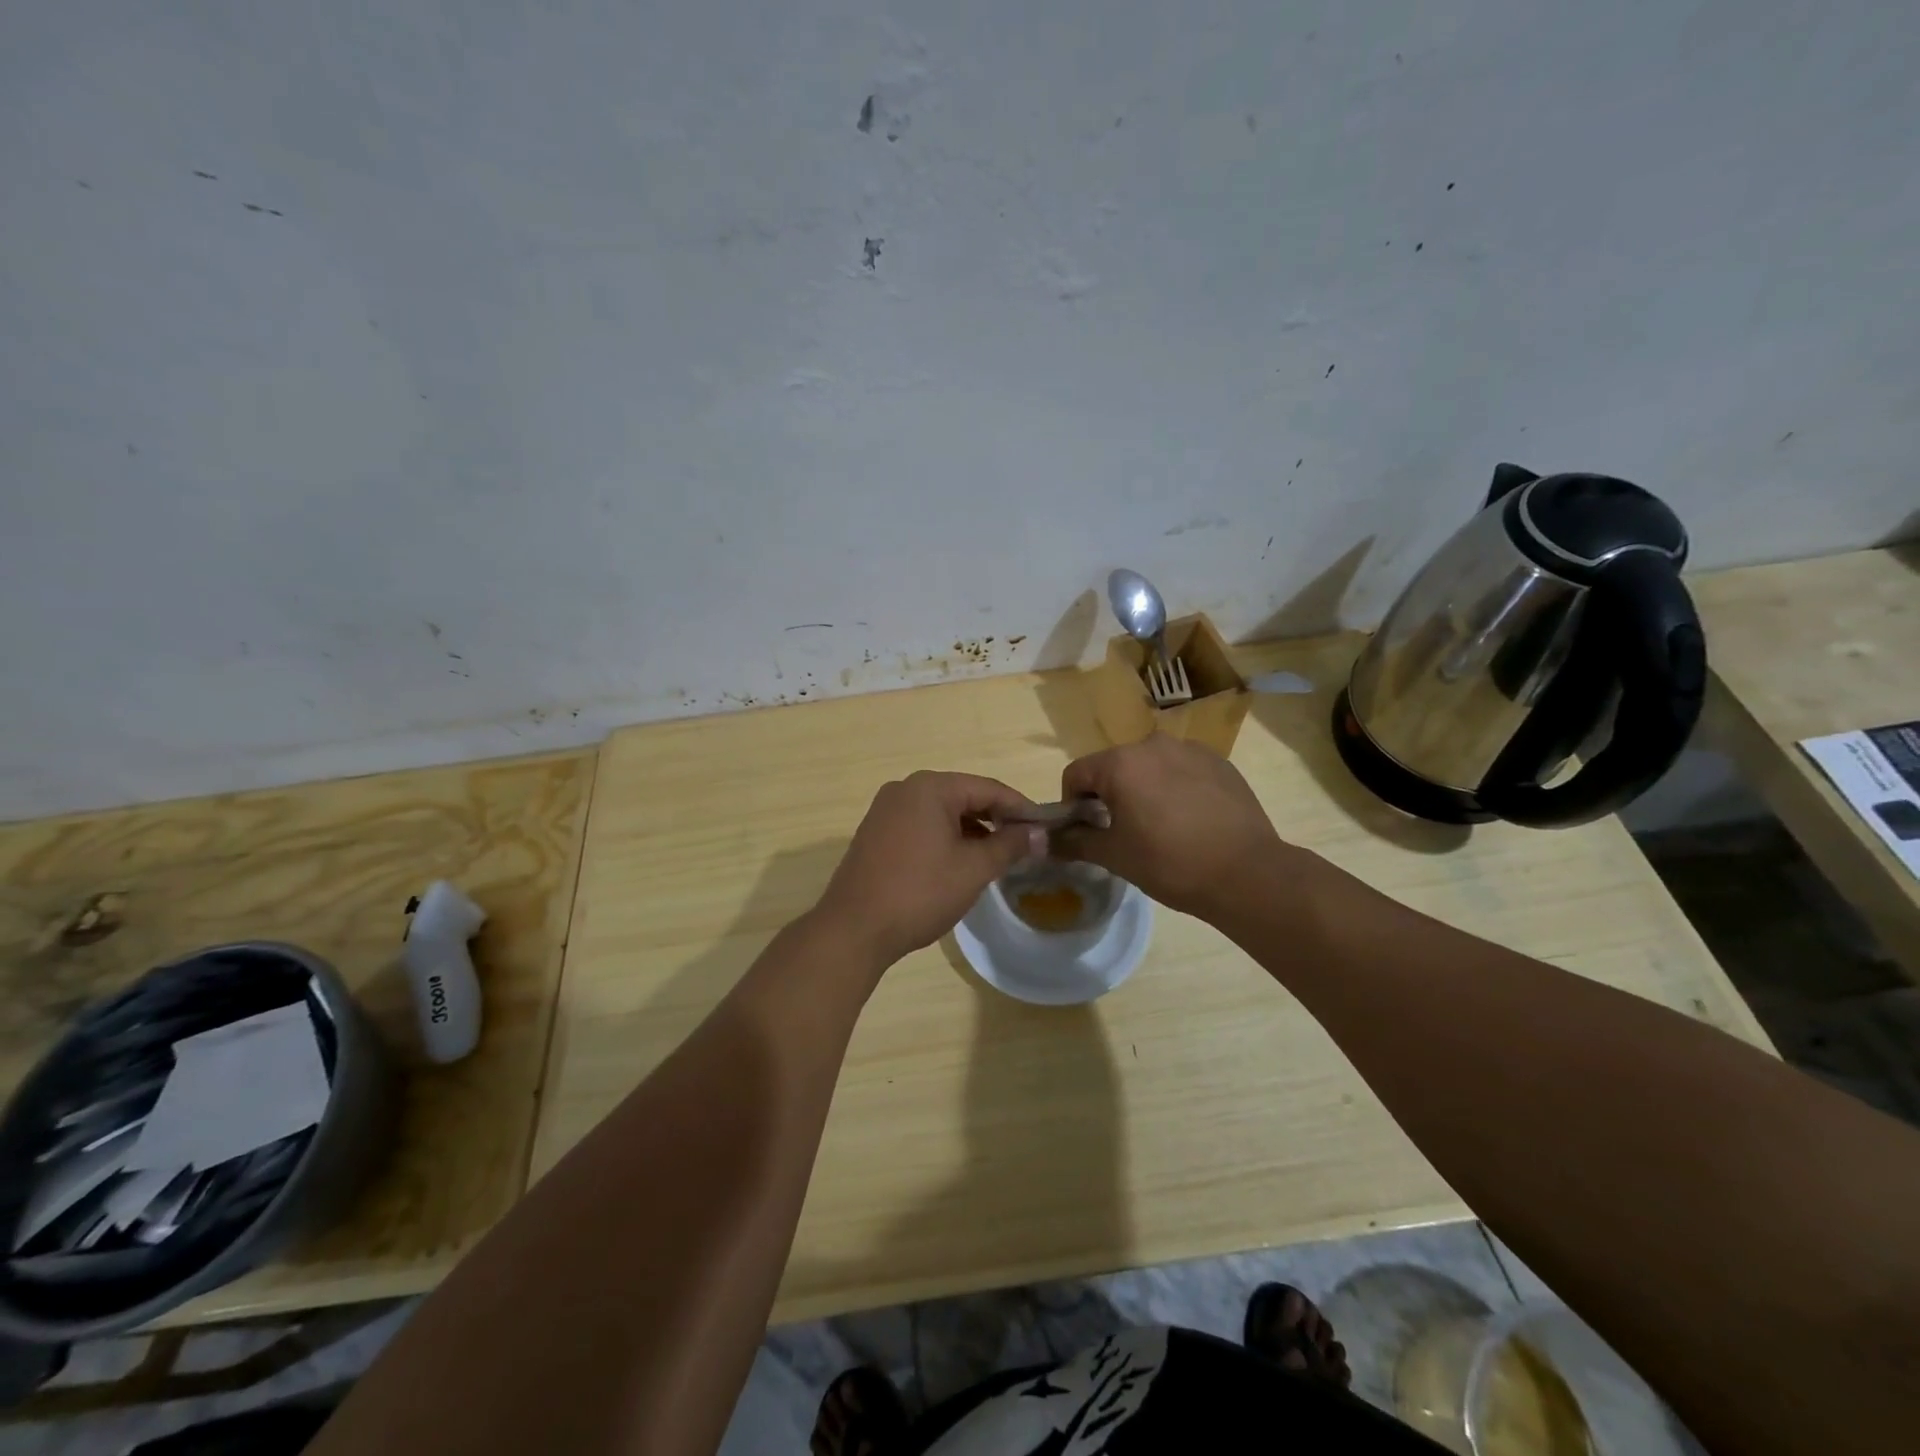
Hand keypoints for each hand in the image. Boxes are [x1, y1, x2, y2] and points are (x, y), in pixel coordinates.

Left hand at [815, 772, 1046, 969]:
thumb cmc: (920, 893)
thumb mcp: (974, 869)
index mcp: (930, 787)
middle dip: (996, 819)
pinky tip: (961, 862)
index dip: (1021, 808)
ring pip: (942, 812)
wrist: (854, 929)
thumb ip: (1010, 845)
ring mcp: (886, 810)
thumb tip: (1039, 833)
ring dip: (972, 830)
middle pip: (964, 796)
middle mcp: (905, 789)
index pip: (988, 788)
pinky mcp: (876, 833)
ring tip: (998, 856)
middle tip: (1026, 843)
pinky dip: (946, 838)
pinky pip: (921, 825)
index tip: (1046, 827)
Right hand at [1056, 736, 1290, 920]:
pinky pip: (1181, 770)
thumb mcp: (1114, 856)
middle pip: (1113, 766)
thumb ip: (1073, 841)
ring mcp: (1190, 750)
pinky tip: (1190, 821)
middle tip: (1122, 832)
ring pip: (1149, 766)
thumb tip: (1042, 840)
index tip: (1087, 832)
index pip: (1076, 774)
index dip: (1072, 804)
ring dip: (1143, 789)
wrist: (1247, 873)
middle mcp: (1153, 744)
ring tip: (1160, 827)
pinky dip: (1175, 788)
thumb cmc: (1170, 863)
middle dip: (1109, 795)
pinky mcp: (1219, 762)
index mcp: (1121, 763)